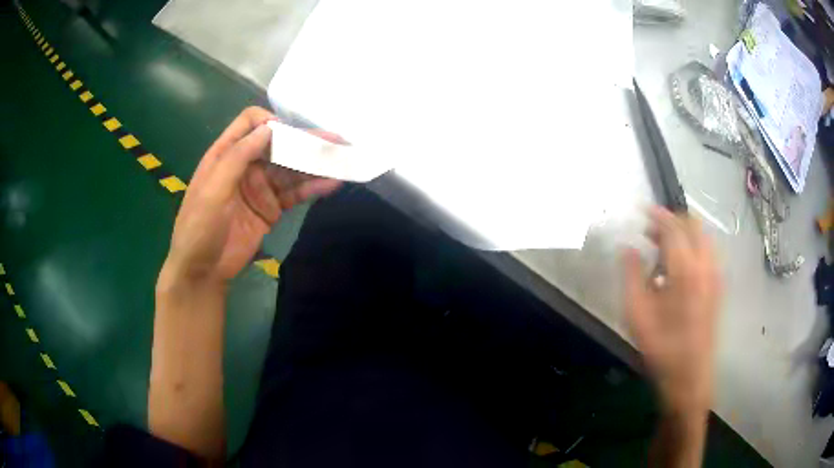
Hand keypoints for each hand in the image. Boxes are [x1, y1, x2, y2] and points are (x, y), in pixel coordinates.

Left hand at [160, 107, 341, 287]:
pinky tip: (332, 183)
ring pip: (291, 169)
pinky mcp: (271, 209)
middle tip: (336, 140)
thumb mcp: (213, 189)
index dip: (270, 122)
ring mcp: (260, 188)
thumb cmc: (199, 227)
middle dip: (304, 141)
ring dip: (314, 164)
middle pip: (278, 145)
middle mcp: (246, 165)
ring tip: (342, 159)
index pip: (251, 123)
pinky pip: (294, 194)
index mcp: (226, 154)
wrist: (202, 271)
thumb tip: (269, 127)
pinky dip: (313, 188)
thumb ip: (238, 157)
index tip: (288, 135)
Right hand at [624, 207, 720, 414]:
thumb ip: (632, 275)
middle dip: (672, 220)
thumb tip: (628, 248)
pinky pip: (707, 252)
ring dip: (683, 234)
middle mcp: (706, 265)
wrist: (690, 377)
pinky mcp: (718, 287)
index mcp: (686, 270)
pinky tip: (677, 269)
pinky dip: (692, 248)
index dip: (657, 215)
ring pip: (702, 237)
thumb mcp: (637, 315)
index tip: (642, 211)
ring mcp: (715, 275)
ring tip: (662, 250)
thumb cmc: (661, 348)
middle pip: (693, 224)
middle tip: (651, 231)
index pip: (673, 227)